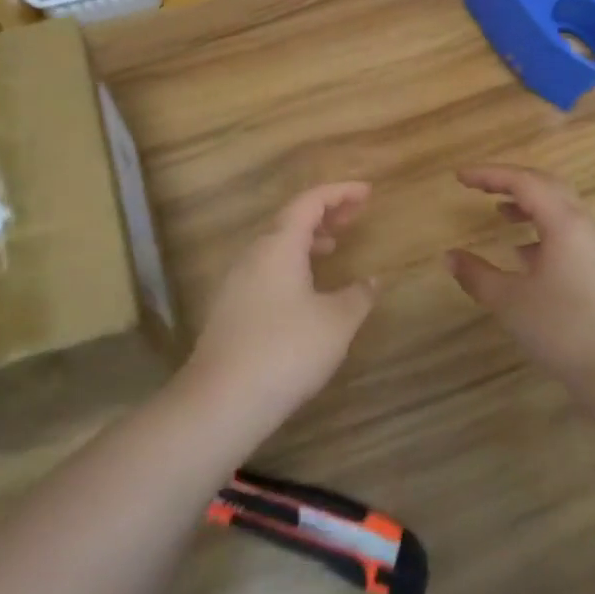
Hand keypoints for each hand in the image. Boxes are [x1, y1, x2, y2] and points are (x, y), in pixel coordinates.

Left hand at [184, 182, 378, 425]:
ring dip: (307, 238)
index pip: (310, 201)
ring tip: (334, 245)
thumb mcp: (336, 323)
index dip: (340, 192)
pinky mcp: (231, 307)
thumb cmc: (286, 351)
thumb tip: (372, 280)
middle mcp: (254, 254)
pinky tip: (307, 288)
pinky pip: (267, 267)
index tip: (368, 192)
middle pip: (291, 218)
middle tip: (356, 214)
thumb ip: (358, 295)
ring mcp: (237, 281)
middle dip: (325, 212)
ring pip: (276, 244)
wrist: (222, 401)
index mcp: (279, 244)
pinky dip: (292, 262)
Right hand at [446, 165, 594, 393]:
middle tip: (478, 185)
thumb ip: (476, 275)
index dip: (489, 174)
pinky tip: (521, 251)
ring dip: (527, 202)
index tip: (459, 177)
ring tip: (498, 211)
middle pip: (545, 184)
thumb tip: (448, 257)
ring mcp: (592, 246)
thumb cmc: (562, 328)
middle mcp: (581, 224)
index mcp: (562, 222)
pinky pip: (564, 230)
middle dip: (509, 180)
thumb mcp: (509, 301)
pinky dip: (539, 227)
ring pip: (558, 207)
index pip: (523, 181)